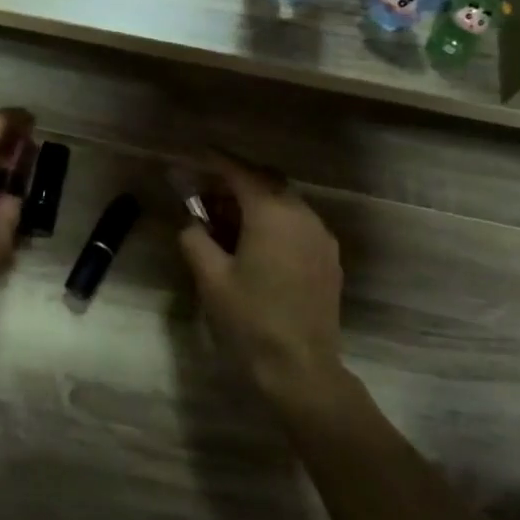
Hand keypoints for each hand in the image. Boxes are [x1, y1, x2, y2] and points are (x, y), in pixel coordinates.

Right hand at [176, 155, 346, 397]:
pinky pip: (297, 224)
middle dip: (235, 181)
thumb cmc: (250, 319)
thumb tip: (192, 223)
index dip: (216, 160)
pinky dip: (273, 221)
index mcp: (273, 214)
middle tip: (205, 191)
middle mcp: (303, 216)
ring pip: (284, 203)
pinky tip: (253, 244)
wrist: (300, 368)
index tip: (196, 152)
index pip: (241, 173)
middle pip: (267, 182)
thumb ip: (195, 239)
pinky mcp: (328, 259)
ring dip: (255, 202)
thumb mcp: (210, 278)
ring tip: (224, 221)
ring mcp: (321, 237)